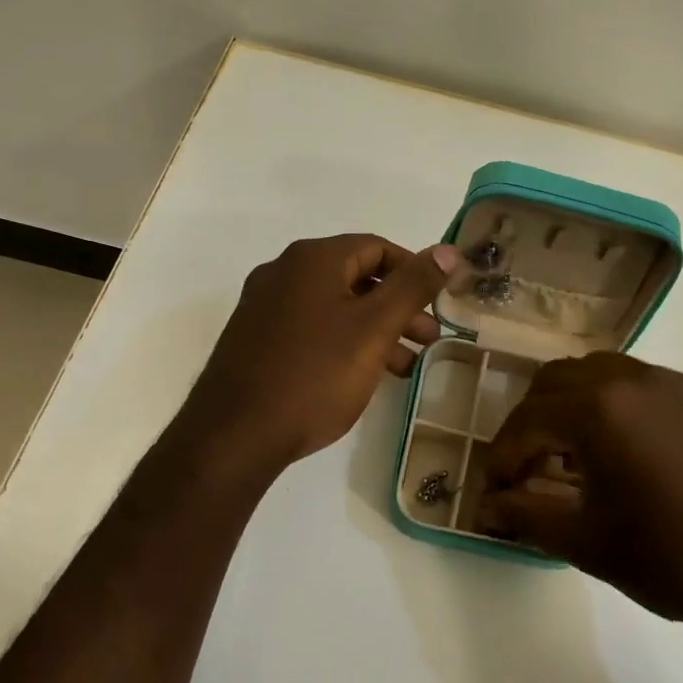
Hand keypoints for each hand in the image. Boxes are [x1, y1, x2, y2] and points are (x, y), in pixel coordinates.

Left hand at [184, 233, 460, 472]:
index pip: (377, 247)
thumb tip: (449, 250)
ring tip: (405, 366)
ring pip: (335, 306)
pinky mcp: (255, 339)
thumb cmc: (314, 375)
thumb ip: (413, 286)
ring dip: (375, 329)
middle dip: (398, 307)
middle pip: (356, 277)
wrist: (234, 435)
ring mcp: (264, 306)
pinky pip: (311, 328)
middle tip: (429, 339)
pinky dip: (344, 342)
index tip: (438, 304)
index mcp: (312, 259)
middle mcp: (284, 272)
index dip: (414, 272)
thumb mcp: (374, 329)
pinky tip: (362, 375)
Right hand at [473, 353, 682, 640]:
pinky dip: (614, 405)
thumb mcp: (591, 544)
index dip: (502, 456)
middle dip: (531, 422)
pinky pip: (641, 384)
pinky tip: (627, 450)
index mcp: (600, 410)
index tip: (494, 489)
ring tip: (573, 454)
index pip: (527, 420)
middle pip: (556, 381)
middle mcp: (633, 378)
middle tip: (527, 466)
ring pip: (599, 373)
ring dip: (571, 405)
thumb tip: (488, 505)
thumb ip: (528, 516)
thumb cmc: (678, 560)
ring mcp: (674, 381)